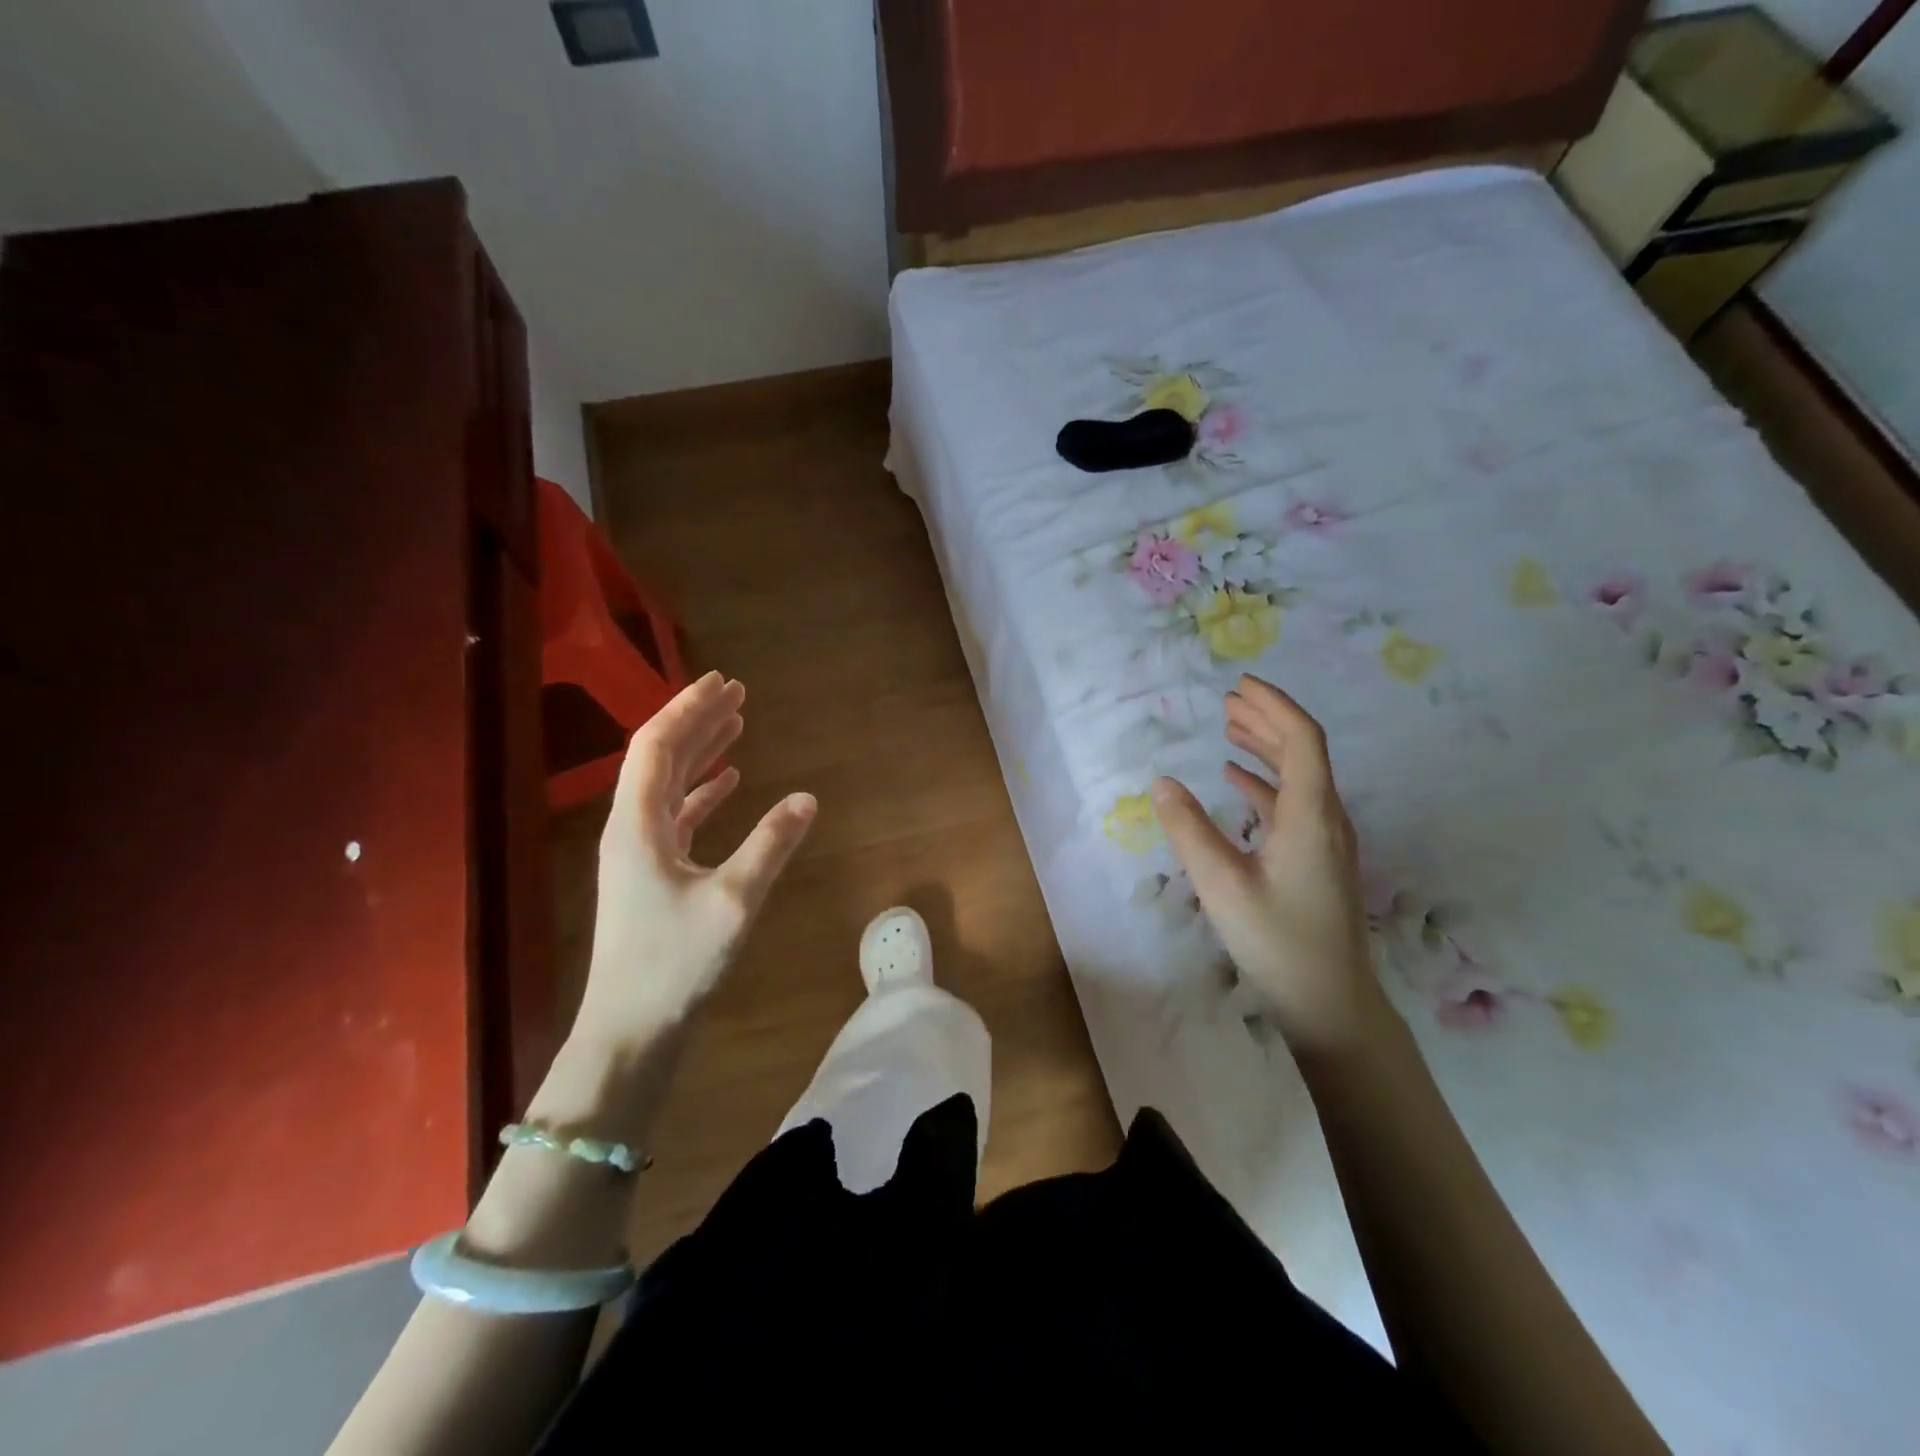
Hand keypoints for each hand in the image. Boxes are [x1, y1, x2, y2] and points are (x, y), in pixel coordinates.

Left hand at [577, 671, 815, 1044]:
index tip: (723, 681)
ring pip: (668, 784)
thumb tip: (808, 797)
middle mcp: (631, 827)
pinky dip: (703, 792)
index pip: (658, 745)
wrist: (630, 1030)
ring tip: (736, 724)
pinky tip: (730, 782)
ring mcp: (639, 851)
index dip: (689, 707)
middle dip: (698, 720)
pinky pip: (677, 815)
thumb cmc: (674, 964)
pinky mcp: (651, 873)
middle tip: (736, 692)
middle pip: (661, 756)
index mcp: (637, 823)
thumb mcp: (733, 900)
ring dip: (701, 751)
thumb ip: (771, 844)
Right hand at [1152, 675, 1386, 1052]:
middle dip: (1267, 719)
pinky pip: (1293, 803)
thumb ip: (1190, 829)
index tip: (1240, 686)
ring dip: (1266, 748)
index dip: (1274, 706)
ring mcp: (1326, 840)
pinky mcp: (1318, 859)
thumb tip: (1163, 782)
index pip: (1302, 739)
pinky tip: (1237, 782)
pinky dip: (1265, 783)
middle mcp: (1326, 818)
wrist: (1331, 1003)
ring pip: (1299, 776)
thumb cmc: (1277, 941)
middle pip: (1304, 751)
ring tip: (1230, 729)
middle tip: (1228, 700)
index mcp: (1310, 814)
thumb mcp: (1221, 884)